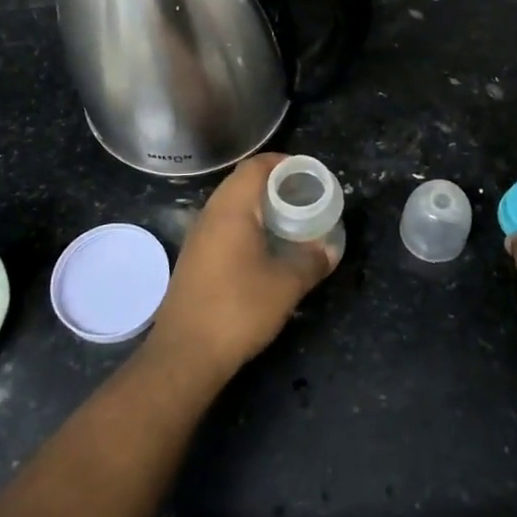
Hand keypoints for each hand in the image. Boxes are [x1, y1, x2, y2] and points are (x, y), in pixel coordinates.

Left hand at [147, 154, 338, 381]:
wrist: (185, 353)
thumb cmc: (238, 309)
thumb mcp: (286, 285)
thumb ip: (312, 261)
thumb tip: (331, 248)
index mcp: (231, 209)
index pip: (256, 166)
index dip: (284, 163)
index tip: (309, 173)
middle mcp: (210, 214)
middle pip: (242, 182)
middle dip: (275, 183)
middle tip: (305, 195)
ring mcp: (198, 237)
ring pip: (232, 205)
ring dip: (260, 206)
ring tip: (290, 219)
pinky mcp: (195, 258)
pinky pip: (224, 226)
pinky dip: (247, 225)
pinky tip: (265, 247)